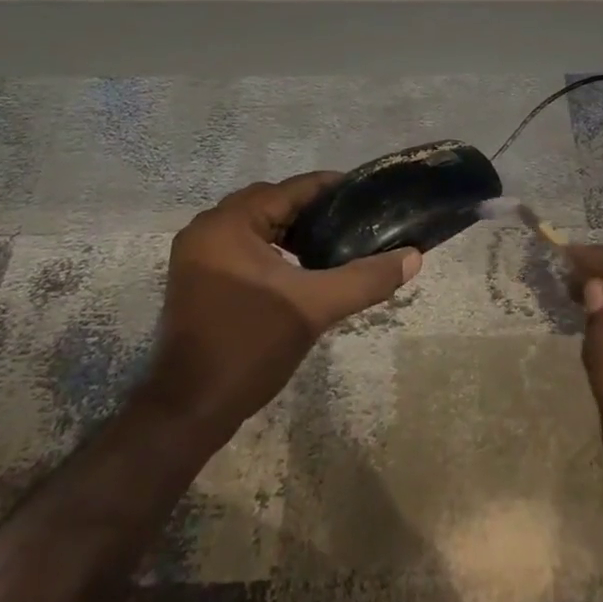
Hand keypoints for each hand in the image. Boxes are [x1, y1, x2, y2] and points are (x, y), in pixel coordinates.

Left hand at [141, 173, 421, 441]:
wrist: (188, 412)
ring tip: (332, 242)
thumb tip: (414, 257)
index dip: (331, 189)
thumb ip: (365, 278)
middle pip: (271, 203)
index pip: (289, 189)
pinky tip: (299, 268)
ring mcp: (196, 255)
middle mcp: (207, 228)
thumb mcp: (313, 308)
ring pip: (256, 226)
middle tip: (354, 221)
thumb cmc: (249, 347)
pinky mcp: (196, 279)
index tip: (367, 195)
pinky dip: (271, 249)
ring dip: (291, 230)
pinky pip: (242, 246)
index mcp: (228, 223)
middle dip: (312, 210)